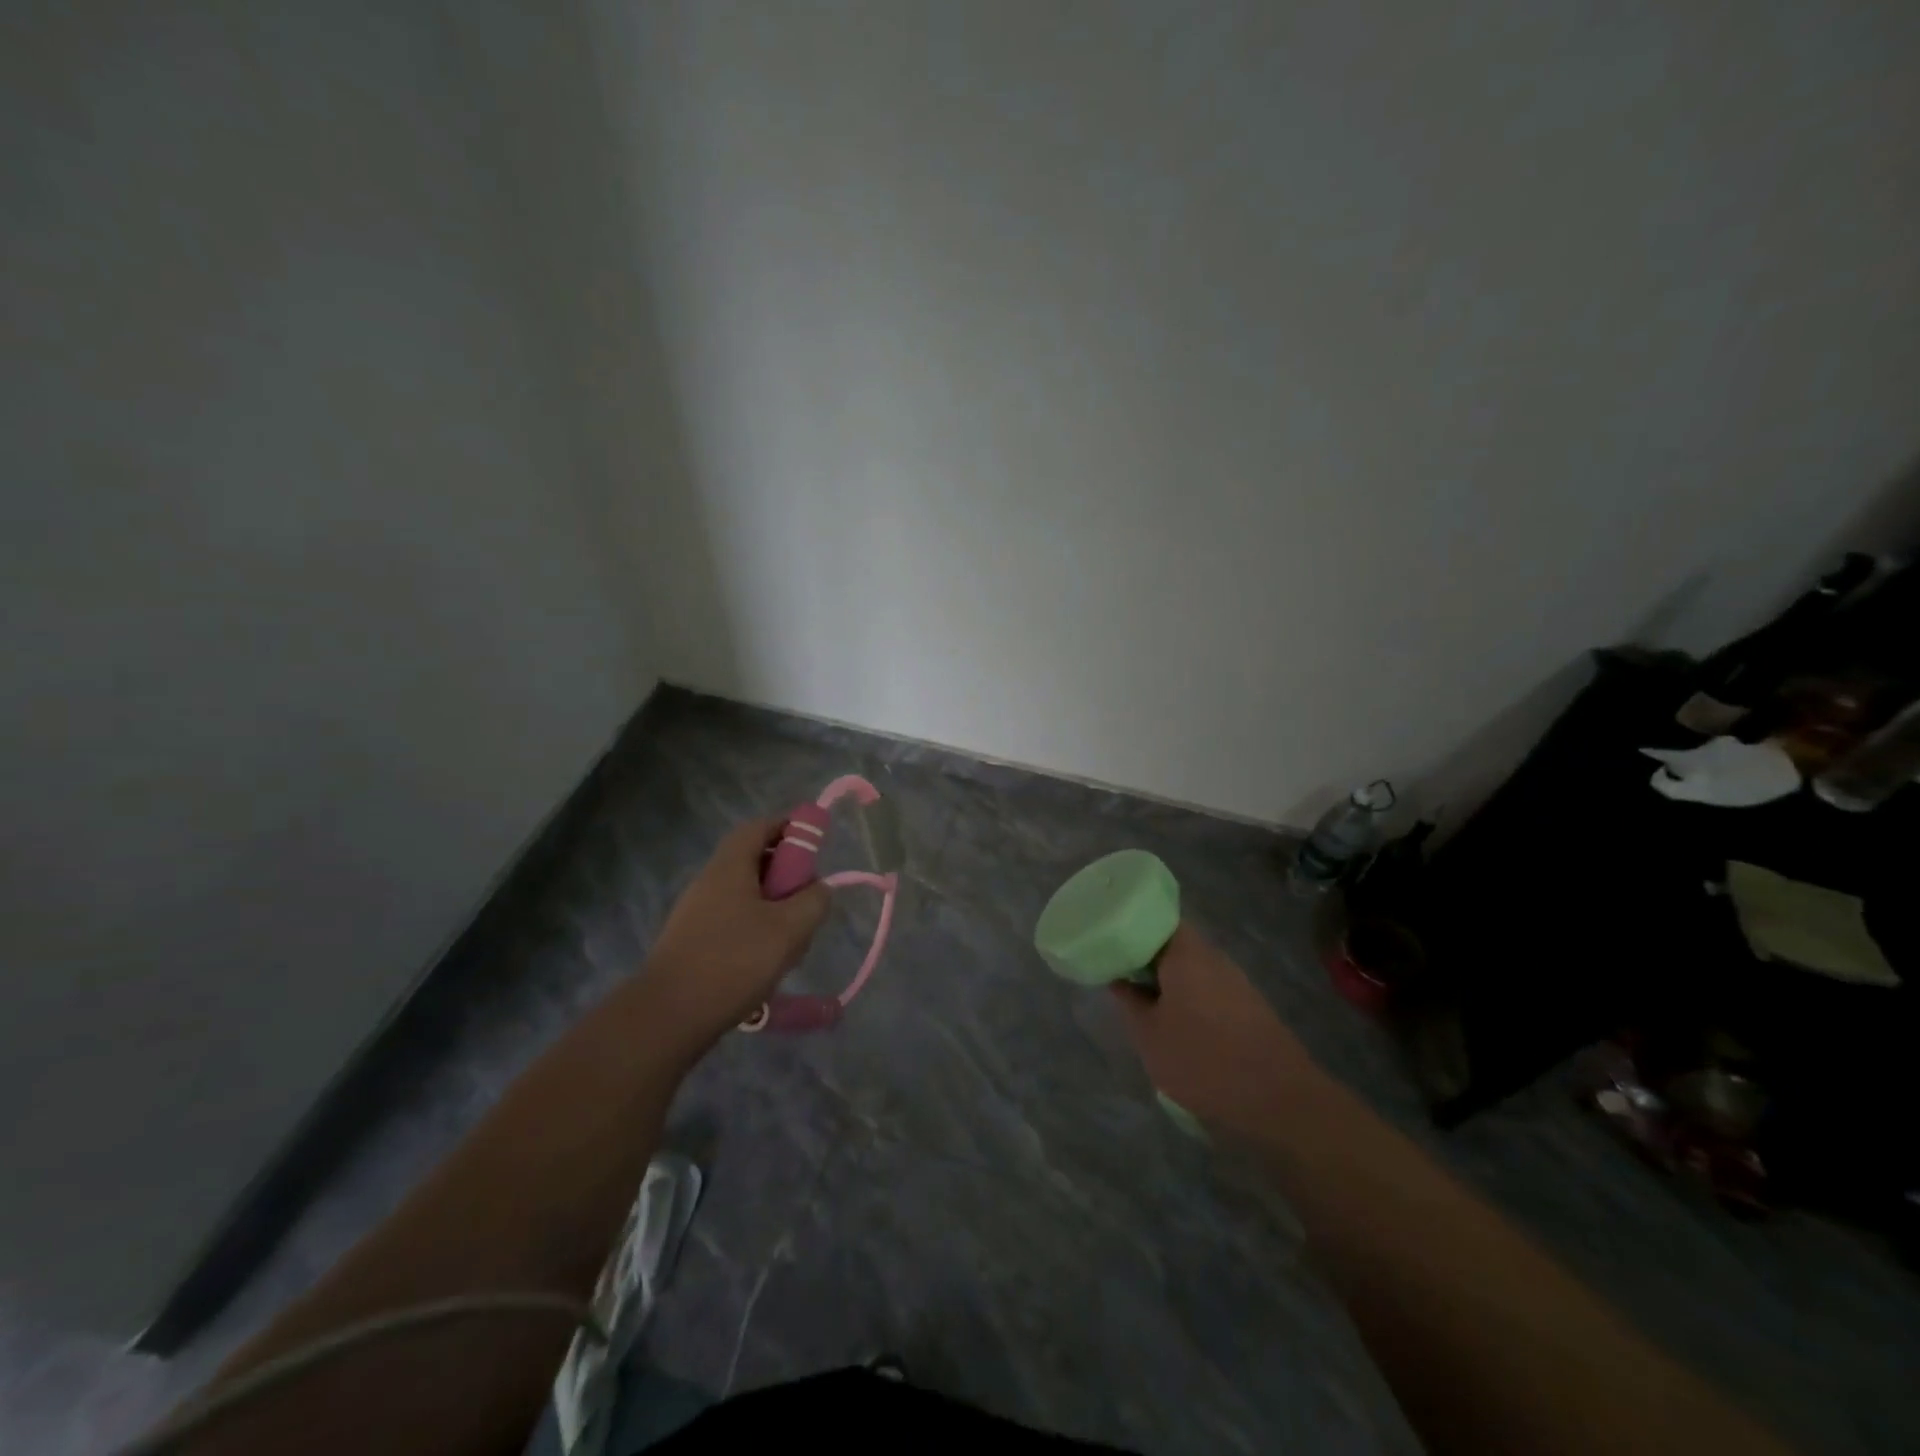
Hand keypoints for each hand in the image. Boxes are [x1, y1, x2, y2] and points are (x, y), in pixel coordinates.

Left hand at [640, 817, 830, 1049]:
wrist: (669, 1016)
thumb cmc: (734, 960)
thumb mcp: (789, 928)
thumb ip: (813, 901)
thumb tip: (819, 888)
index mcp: (729, 867)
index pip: (759, 827)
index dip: (789, 827)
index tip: (815, 843)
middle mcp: (709, 882)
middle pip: (755, 862)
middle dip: (787, 878)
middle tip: (809, 902)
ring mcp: (697, 913)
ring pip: (747, 898)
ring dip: (775, 911)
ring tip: (792, 944)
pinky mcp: (693, 942)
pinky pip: (734, 923)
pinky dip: (756, 933)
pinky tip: (767, 965)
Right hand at [1110, 922, 1318, 1134]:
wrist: (1279, 1100)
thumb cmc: (1203, 1060)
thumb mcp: (1149, 1036)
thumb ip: (1129, 1002)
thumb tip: (1119, 979)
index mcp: (1186, 952)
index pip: (1154, 919)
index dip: (1130, 929)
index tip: (1110, 946)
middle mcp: (1213, 957)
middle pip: (1173, 944)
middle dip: (1146, 959)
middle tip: (1121, 979)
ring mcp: (1236, 981)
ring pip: (1192, 969)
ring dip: (1169, 982)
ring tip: (1145, 1006)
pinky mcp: (1250, 1006)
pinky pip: (1209, 989)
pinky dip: (1190, 999)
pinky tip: (1179, 1026)